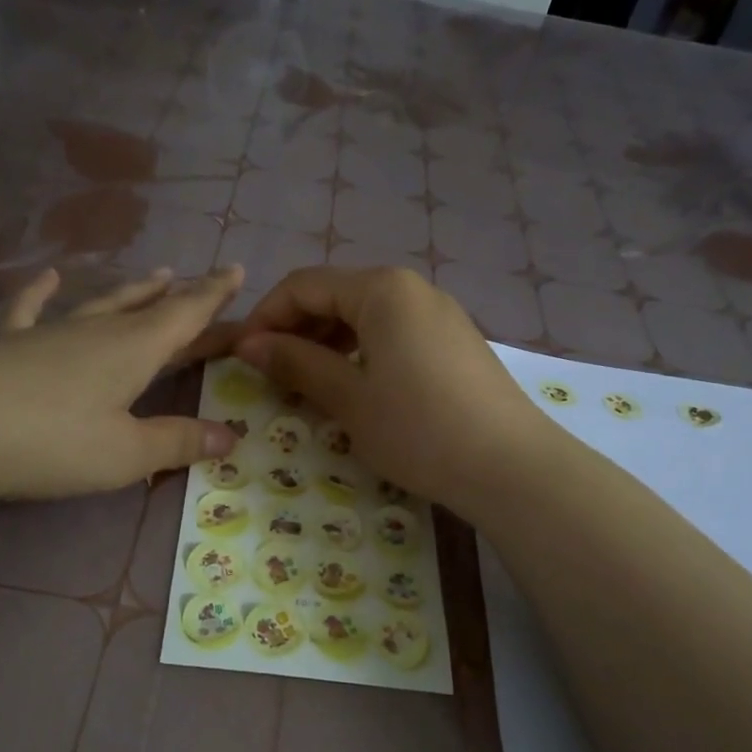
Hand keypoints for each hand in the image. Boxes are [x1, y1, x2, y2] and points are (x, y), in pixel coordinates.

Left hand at [0, 264, 245, 499]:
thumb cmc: (49, 442)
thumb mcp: (124, 454)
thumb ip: (177, 442)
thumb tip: (229, 437)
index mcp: (133, 351)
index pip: (186, 315)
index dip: (214, 295)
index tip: (237, 269)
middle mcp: (97, 332)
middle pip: (149, 309)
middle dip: (181, 297)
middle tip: (203, 282)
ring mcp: (49, 333)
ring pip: (102, 304)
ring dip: (132, 291)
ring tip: (156, 275)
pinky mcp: (7, 345)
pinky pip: (30, 310)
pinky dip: (41, 293)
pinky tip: (45, 277)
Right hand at [234, 266, 546, 516]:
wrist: (510, 465)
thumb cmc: (419, 429)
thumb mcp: (349, 398)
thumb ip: (297, 363)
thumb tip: (250, 344)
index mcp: (381, 289)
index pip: (303, 286)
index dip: (265, 317)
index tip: (241, 357)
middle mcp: (411, 288)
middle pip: (335, 295)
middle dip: (296, 329)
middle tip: (270, 374)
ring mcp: (438, 314)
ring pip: (365, 316)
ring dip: (327, 343)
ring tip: (306, 383)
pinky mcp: (454, 341)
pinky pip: (393, 333)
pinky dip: (361, 352)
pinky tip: (354, 386)